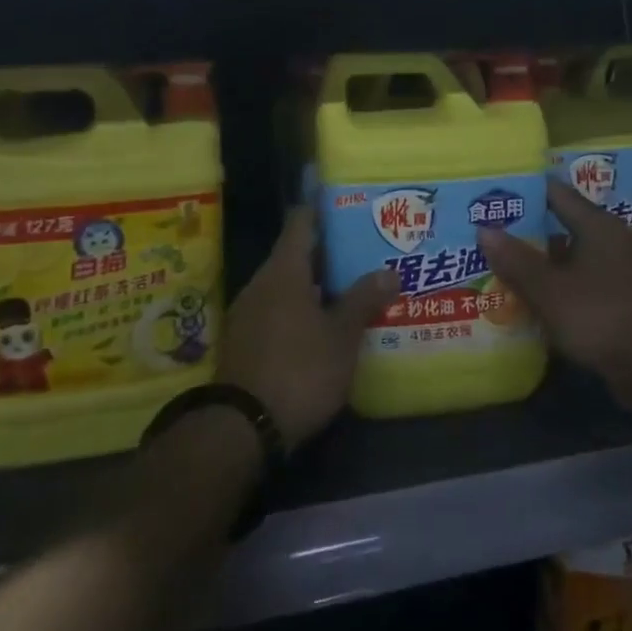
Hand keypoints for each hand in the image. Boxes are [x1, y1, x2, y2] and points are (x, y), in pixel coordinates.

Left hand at [217, 207, 397, 447]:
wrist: (242, 428)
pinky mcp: (244, 341)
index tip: (347, 202)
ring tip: (352, 286)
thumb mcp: (341, 337)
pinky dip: (300, 309)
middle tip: (364, 250)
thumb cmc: (299, 370)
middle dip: (329, 252)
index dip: (323, 208)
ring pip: (286, 285)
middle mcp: (261, 284)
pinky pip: (276, 310)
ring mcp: (248, 313)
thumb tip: (389, 270)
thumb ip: (364, 300)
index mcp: (284, 272)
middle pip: (296, 254)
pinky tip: (324, 324)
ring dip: (316, 284)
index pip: (302, 222)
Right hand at [477, 179, 631, 415]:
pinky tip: (533, 299)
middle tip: (487, 233)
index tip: (491, 195)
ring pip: (570, 257)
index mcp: (597, 225)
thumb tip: (484, 228)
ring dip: (541, 262)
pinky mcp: (623, 298)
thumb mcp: (550, 291)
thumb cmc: (603, 317)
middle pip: (561, 225)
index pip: (555, 193)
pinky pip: (581, 282)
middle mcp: (611, 239)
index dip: (523, 192)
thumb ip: (516, 260)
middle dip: (526, 231)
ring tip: (501, 266)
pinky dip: (558, 286)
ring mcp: (619, 270)